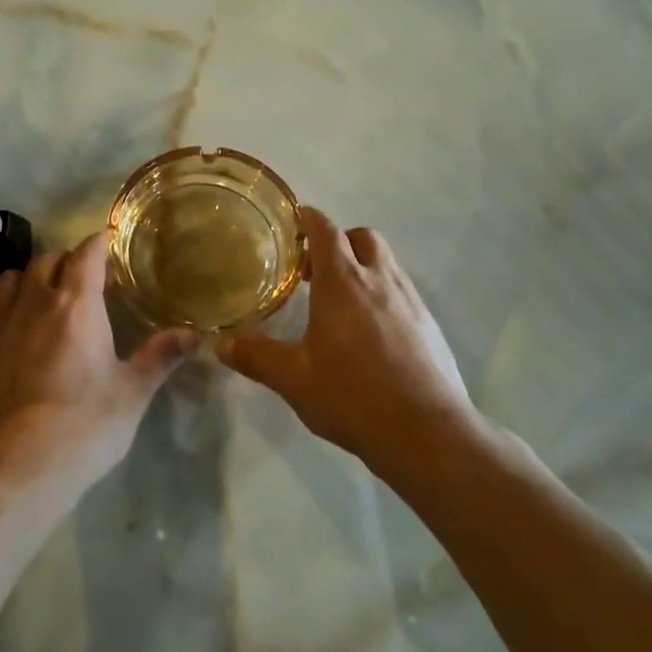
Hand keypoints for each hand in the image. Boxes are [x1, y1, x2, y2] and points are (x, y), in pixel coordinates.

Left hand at [0, 233, 194, 487]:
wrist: (19, 463)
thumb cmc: (85, 424)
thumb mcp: (132, 392)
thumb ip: (160, 356)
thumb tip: (193, 334)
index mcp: (76, 304)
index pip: (86, 254)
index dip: (99, 243)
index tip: (110, 244)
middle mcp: (36, 302)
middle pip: (48, 260)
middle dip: (69, 260)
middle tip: (89, 279)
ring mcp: (2, 323)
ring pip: (14, 277)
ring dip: (34, 276)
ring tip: (49, 294)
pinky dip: (8, 304)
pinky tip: (18, 326)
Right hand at [217, 209, 492, 468]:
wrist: (427, 432)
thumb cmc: (353, 395)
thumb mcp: (293, 378)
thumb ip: (256, 356)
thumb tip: (220, 343)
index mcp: (344, 283)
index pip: (326, 231)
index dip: (310, 219)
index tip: (295, 219)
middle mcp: (380, 281)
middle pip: (363, 238)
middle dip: (340, 241)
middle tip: (315, 268)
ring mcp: (411, 302)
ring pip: (387, 263)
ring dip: (364, 267)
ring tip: (341, 300)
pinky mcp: (430, 326)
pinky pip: (403, 292)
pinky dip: (383, 294)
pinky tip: (371, 331)